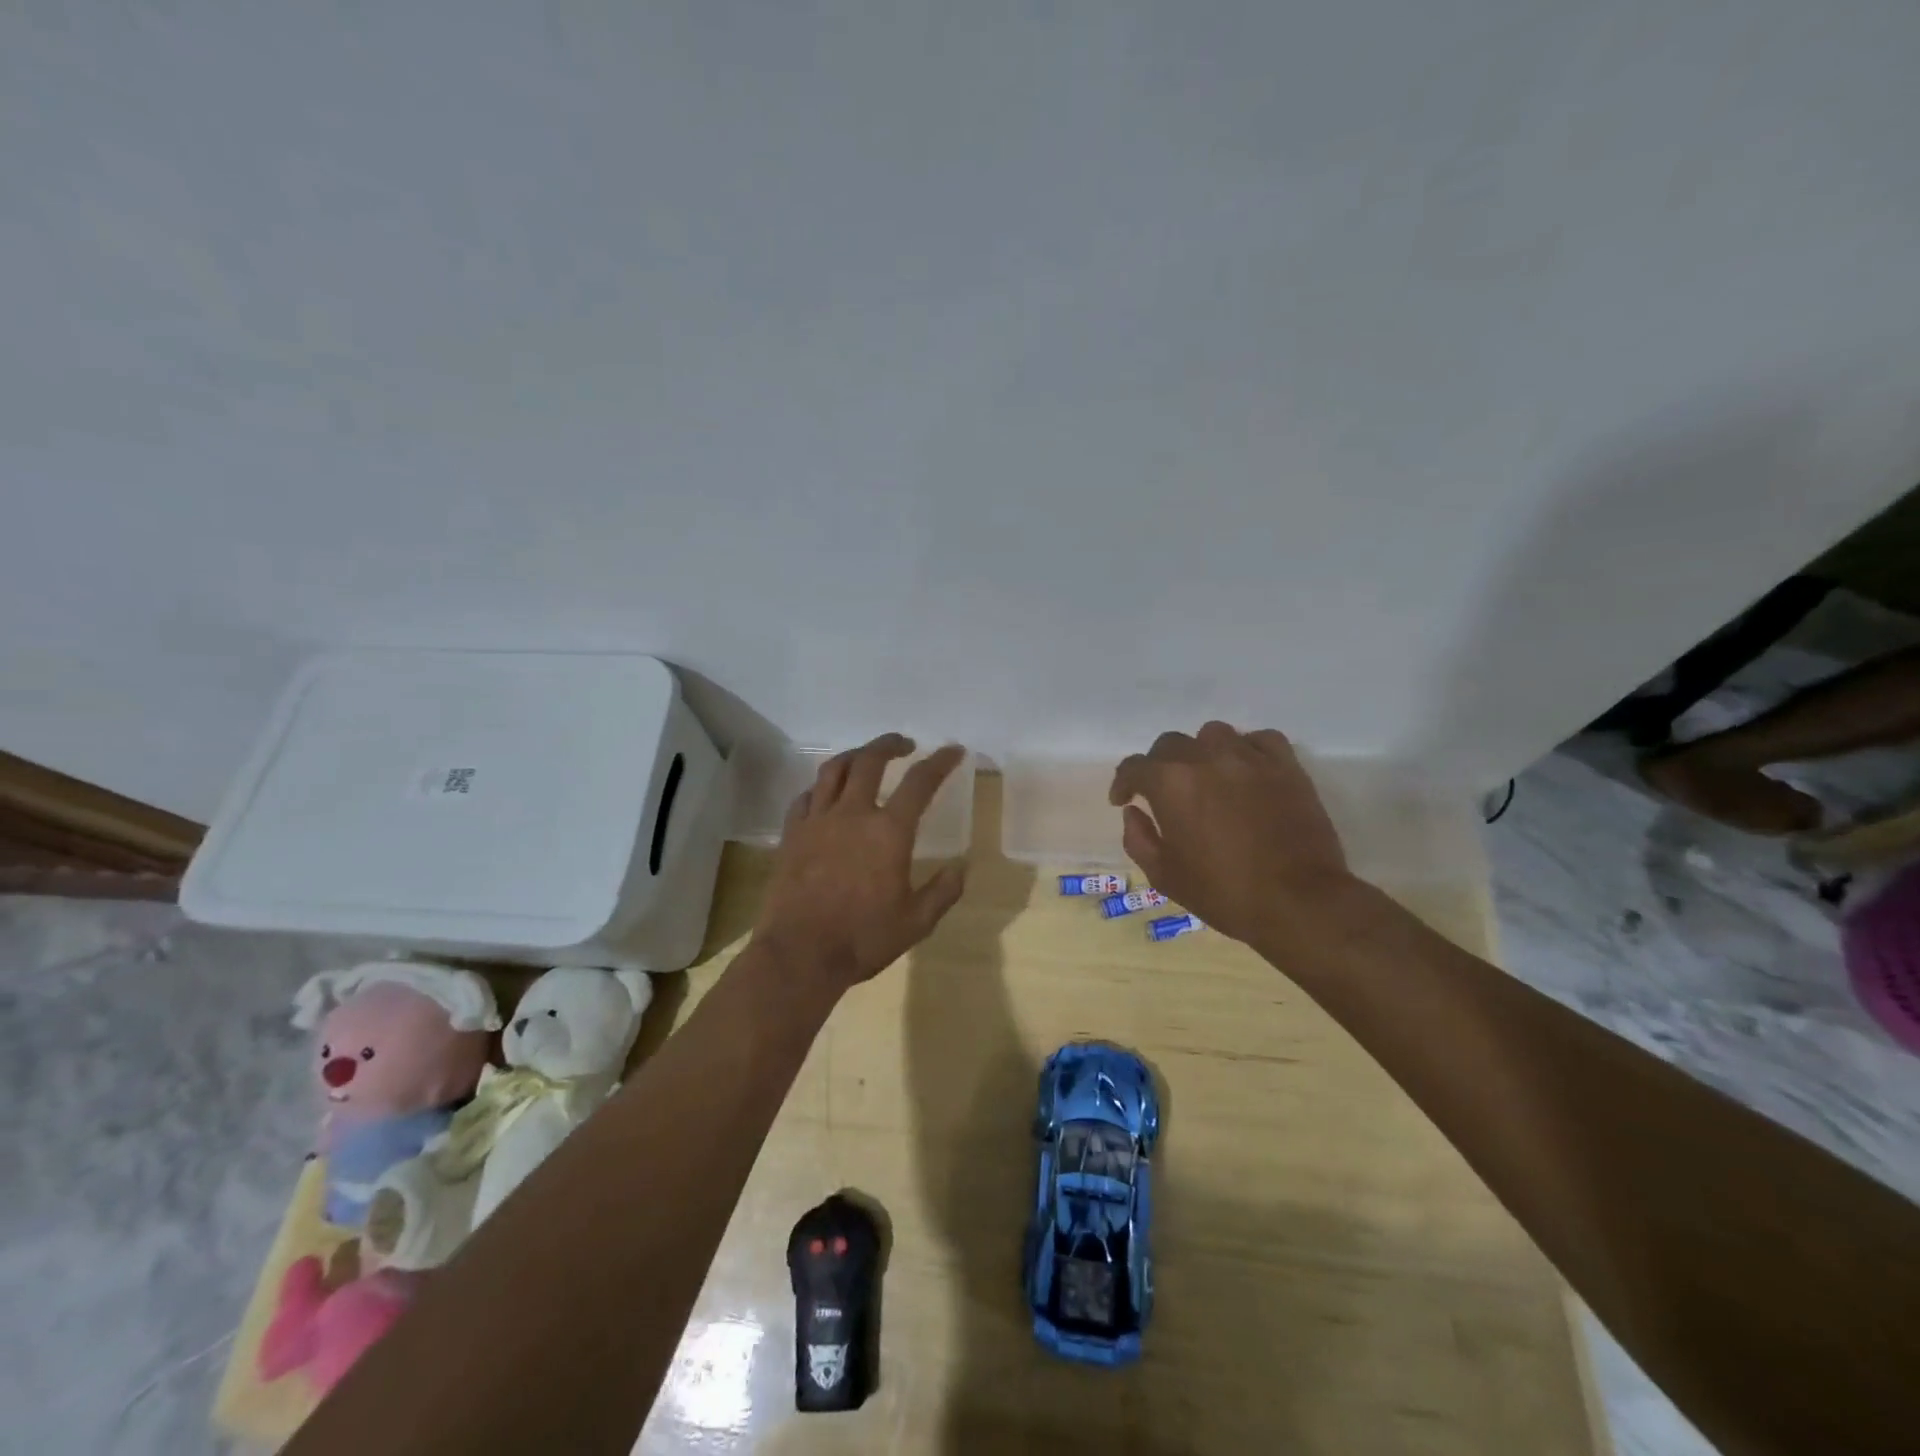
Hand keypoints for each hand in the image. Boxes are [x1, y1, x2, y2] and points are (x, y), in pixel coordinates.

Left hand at [753, 735, 968, 993]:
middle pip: (871, 760)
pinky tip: (826, 793)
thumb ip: (943, 891)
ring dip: (855, 755)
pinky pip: (806, 797)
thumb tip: (961, 867)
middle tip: (904, 744)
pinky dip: (821, 787)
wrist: (799, 953)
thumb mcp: (916, 922)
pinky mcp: (792, 834)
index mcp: (889, 831)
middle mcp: (853, 814)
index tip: (953, 750)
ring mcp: (818, 821)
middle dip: (890, 744)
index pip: (920, 782)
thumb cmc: (863, 938)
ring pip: (834, 769)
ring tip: (866, 756)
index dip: (940, 762)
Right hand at [1109, 722, 1354, 954]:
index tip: (1123, 800)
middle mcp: (1205, 758)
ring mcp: (1249, 757)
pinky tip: (1246, 770)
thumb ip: (1139, 839)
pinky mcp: (1286, 765)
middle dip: (1159, 766)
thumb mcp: (1165, 876)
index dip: (1123, 783)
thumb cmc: (1224, 893)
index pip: (1134, 767)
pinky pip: (1260, 740)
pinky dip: (1247, 749)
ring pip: (1213, 734)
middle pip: (1171, 744)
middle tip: (1164, 793)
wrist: (1298, 902)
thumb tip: (1133, 813)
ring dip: (1202, 752)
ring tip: (1207, 776)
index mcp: (1170, 783)